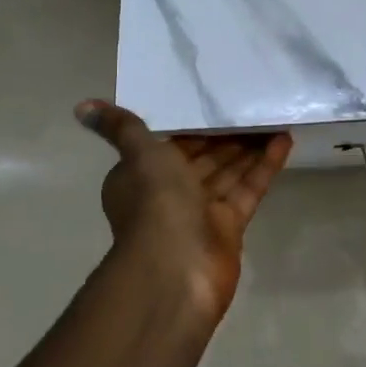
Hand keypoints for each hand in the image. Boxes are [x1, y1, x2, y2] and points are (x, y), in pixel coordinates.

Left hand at [75, 100, 291, 323]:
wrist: (175, 269)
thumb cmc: (155, 203)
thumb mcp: (139, 154)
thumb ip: (121, 127)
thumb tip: (81, 107)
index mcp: (144, 175)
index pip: (172, 141)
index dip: (194, 122)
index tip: (217, 97)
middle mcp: (170, 192)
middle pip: (204, 155)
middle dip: (228, 132)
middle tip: (255, 102)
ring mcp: (202, 211)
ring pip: (229, 169)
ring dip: (250, 145)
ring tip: (275, 115)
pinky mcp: (229, 225)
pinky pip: (248, 188)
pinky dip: (264, 166)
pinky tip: (285, 140)